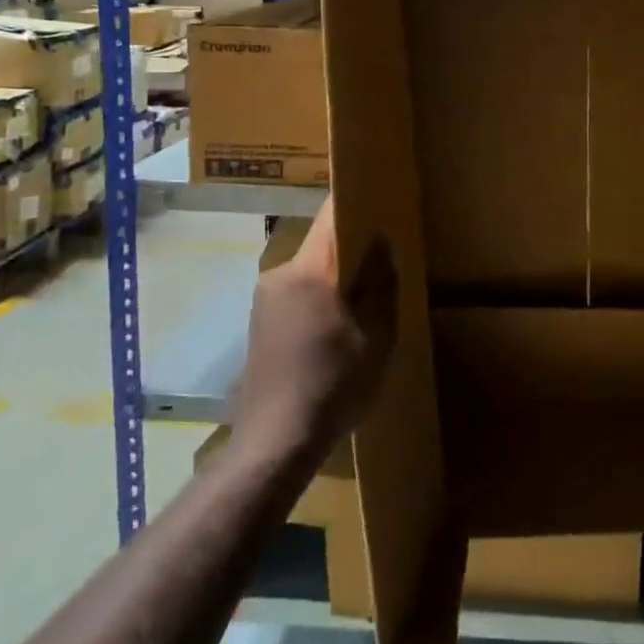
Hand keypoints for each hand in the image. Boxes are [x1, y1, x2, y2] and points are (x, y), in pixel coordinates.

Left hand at [232, 199, 395, 462]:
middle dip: (352, 248)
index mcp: (309, 270)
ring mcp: (264, 300)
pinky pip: (297, 294)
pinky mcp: (259, 324)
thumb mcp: (377, 336)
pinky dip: (319, 300)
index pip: (332, 216)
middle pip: (322, 244)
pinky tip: (336, 331)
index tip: (381, 200)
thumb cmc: (335, 385)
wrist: (276, 443)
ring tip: (364, 302)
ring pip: (310, 271)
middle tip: (384, 261)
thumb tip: (381, 241)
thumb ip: (381, 283)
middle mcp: (280, 274)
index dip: (358, 203)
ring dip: (335, 278)